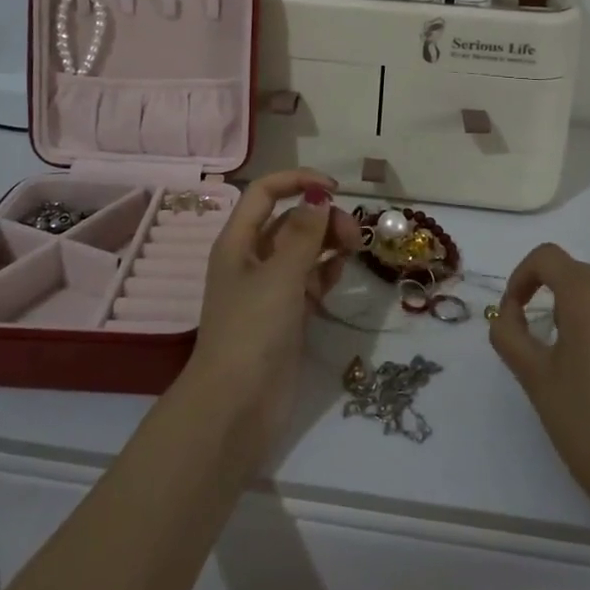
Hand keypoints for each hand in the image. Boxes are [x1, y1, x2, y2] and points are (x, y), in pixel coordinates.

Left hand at [184, 169, 358, 460]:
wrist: (236, 408)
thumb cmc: (252, 331)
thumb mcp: (279, 276)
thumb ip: (303, 234)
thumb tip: (318, 197)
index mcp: (238, 241)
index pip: (265, 192)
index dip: (297, 181)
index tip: (334, 189)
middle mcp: (252, 259)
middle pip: (289, 220)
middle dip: (321, 218)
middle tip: (353, 234)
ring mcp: (269, 289)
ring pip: (302, 250)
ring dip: (327, 243)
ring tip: (354, 249)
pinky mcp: (286, 316)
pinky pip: (309, 280)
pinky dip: (325, 272)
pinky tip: (341, 273)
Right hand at [489, 244, 589, 529]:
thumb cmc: (586, 427)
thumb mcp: (533, 377)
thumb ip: (509, 332)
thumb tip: (510, 310)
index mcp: (587, 295)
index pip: (546, 258)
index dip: (524, 276)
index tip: (519, 308)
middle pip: (583, 268)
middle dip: (562, 291)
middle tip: (558, 336)